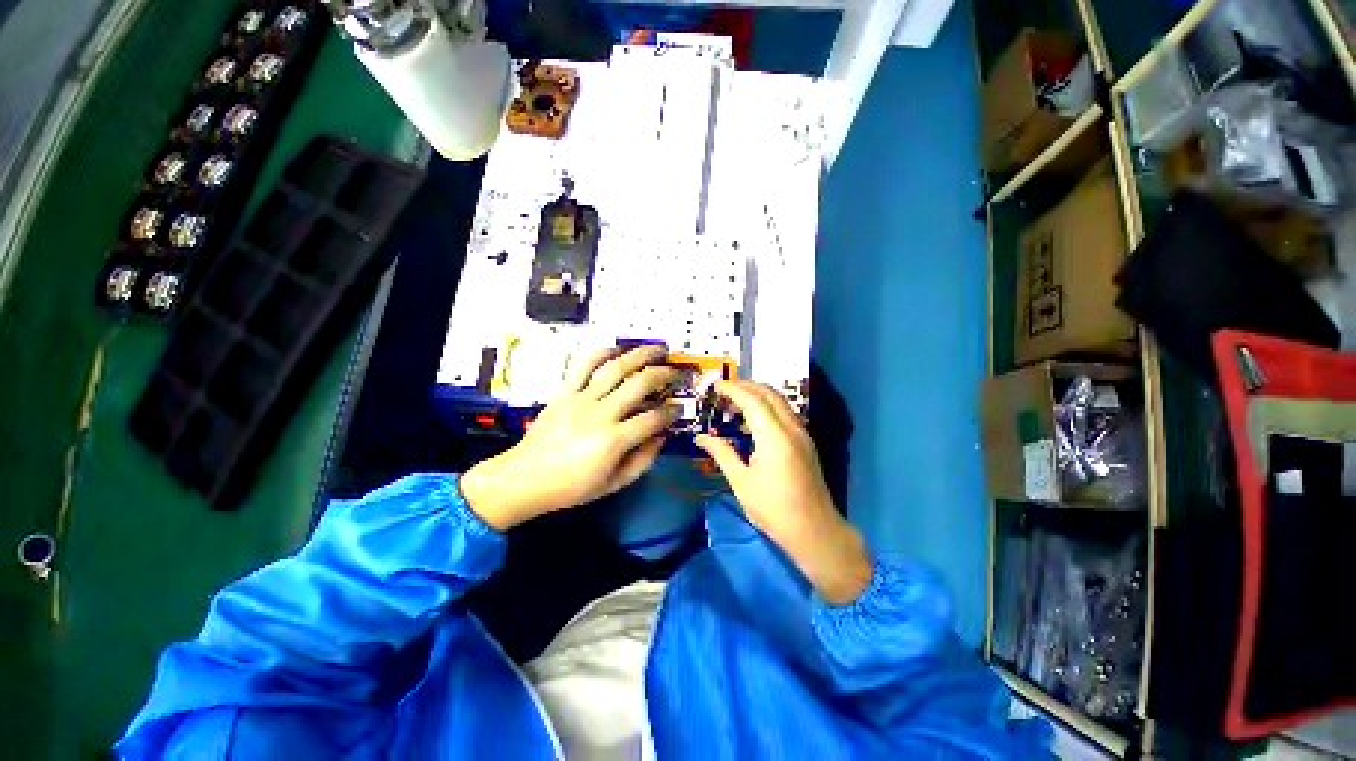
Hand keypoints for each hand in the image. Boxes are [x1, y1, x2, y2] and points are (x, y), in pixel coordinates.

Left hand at [461, 345, 680, 530]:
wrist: (524, 478)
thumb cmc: (571, 487)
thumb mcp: (613, 484)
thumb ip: (643, 460)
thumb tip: (662, 436)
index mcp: (613, 441)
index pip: (653, 419)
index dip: (671, 412)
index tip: (677, 409)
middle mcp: (600, 414)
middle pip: (640, 384)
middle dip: (664, 375)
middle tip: (675, 373)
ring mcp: (581, 399)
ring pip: (616, 368)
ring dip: (640, 355)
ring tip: (657, 349)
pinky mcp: (565, 392)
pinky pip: (583, 365)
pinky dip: (601, 352)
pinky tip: (616, 348)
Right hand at [695, 381, 871, 604]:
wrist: (814, 530)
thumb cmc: (773, 509)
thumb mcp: (741, 482)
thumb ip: (721, 453)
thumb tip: (700, 437)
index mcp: (775, 437)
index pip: (752, 401)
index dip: (733, 390)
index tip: (715, 386)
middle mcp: (792, 428)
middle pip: (768, 394)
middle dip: (745, 386)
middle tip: (723, 390)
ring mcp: (802, 433)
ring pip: (779, 401)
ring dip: (757, 394)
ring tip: (734, 401)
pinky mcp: (805, 441)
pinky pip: (784, 412)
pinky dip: (767, 406)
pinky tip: (752, 418)